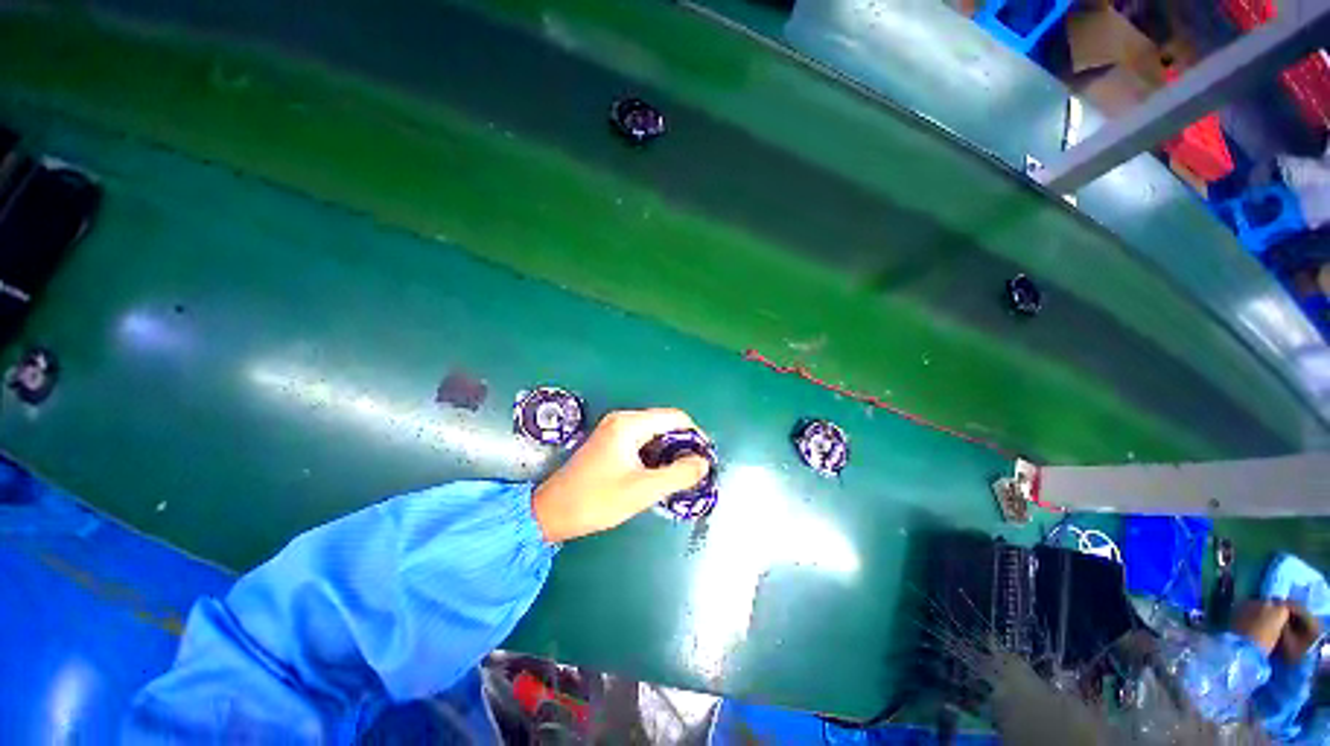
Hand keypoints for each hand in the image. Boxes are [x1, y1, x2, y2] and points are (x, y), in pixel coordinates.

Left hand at [532, 409, 710, 542]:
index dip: (695, 435)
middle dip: (681, 445)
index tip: (704, 458)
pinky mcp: (609, 441)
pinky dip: (654, 454)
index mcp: (630, 424)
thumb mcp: (643, 490)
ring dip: (668, 451)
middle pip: (664, 423)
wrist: (551, 512)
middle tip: (692, 471)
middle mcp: (622, 419)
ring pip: (654, 433)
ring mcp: (614, 429)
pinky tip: (656, 473)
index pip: (675, 418)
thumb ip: (678, 474)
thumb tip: (703, 462)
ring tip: (677, 475)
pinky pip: (641, 440)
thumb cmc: (597, 500)